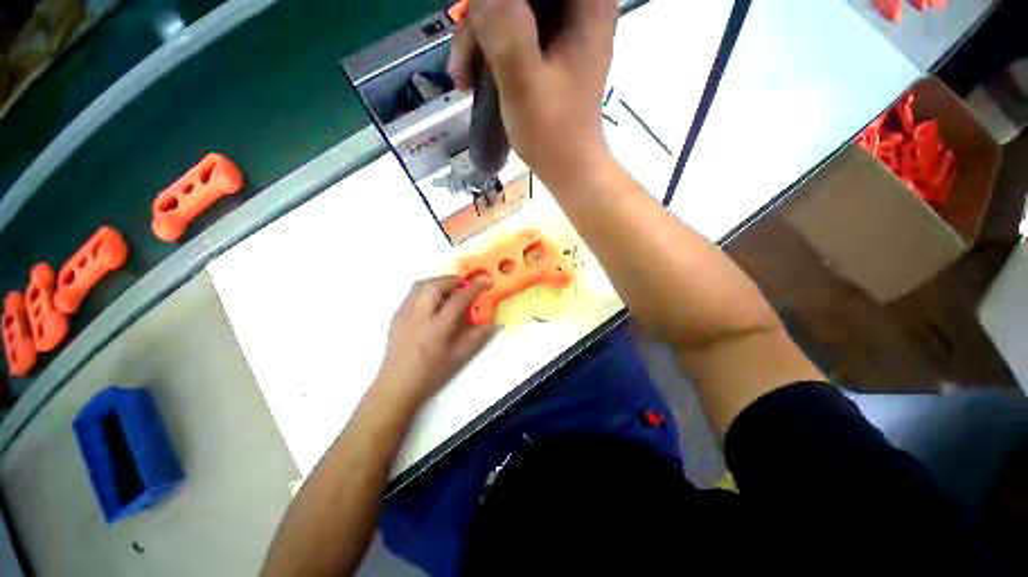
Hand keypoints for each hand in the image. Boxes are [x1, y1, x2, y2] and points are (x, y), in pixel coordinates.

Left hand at [374, 276, 494, 405]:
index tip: (485, 280)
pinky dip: (426, 290)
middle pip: (434, 285)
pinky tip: (433, 303)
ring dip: (438, 282)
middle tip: (464, 285)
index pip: (457, 301)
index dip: (473, 288)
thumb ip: (476, 336)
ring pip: (420, 285)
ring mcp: (403, 314)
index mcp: (436, 330)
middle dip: (452, 279)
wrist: (396, 384)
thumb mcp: (458, 356)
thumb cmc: (430, 373)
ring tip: (449, 291)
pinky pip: (412, 294)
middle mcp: (417, 317)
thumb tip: (493, 322)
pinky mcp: (396, 315)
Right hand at [448, 0, 618, 188]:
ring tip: (462, 79)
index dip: (496, 2)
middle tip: (462, 61)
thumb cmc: (553, 133)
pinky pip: (514, 33)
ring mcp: (565, 31)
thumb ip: (503, 28)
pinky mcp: (552, 52)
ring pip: (512, 11)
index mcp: (586, 5)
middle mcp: (580, 8)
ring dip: (479, 40)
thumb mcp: (524, 81)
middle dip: (482, 19)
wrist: (569, 169)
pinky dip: (491, 52)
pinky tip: (474, 79)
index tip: (476, 21)